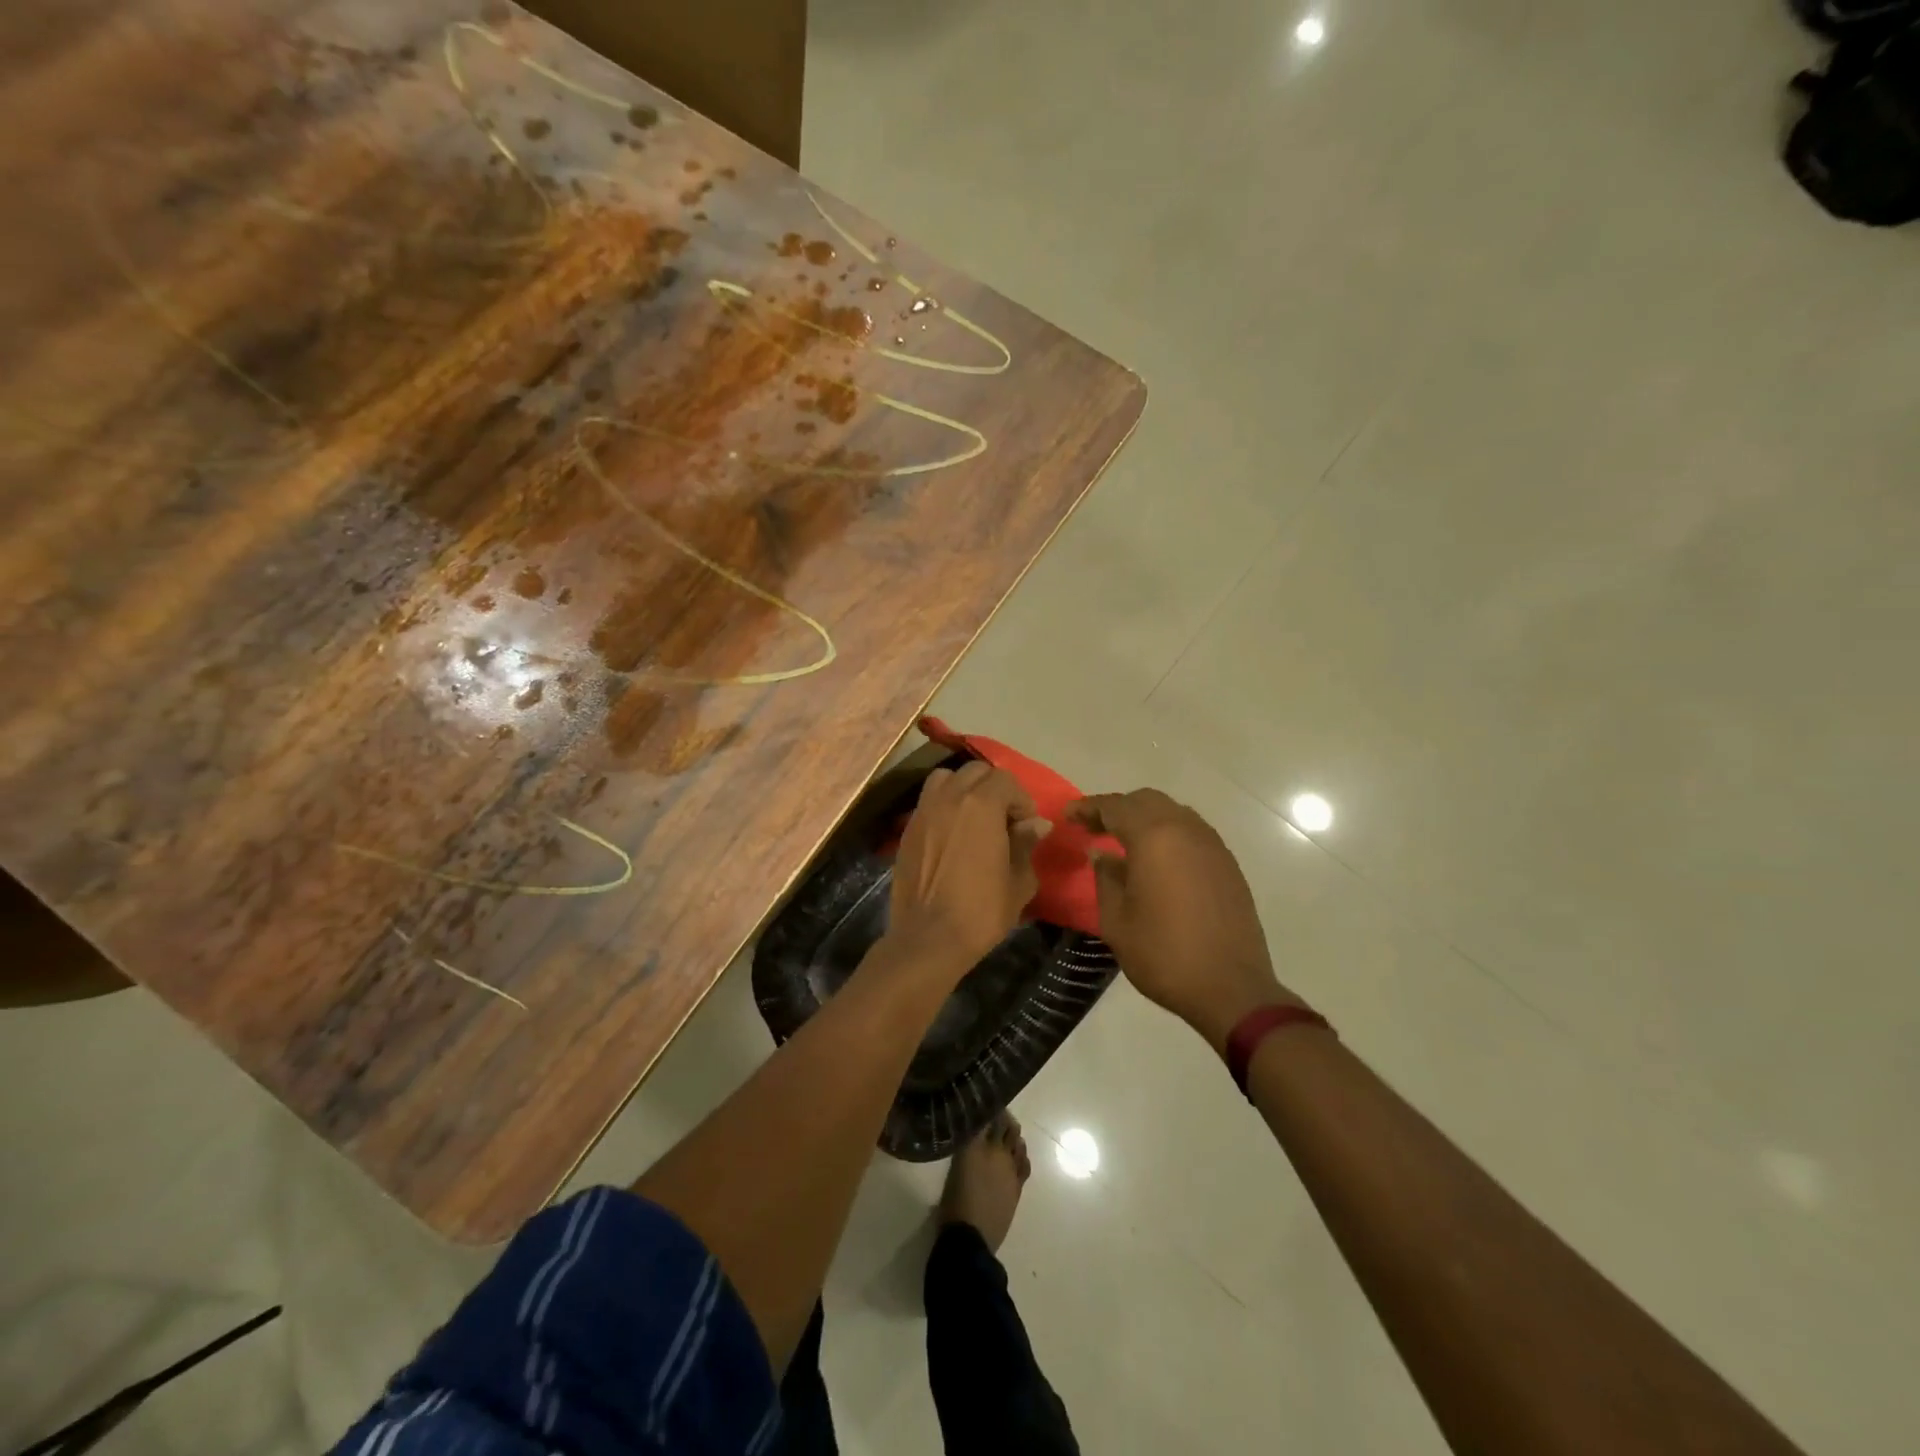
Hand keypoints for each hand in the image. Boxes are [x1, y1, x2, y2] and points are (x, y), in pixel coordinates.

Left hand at [889, 761, 1049, 976]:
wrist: (928, 938)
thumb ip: (1026, 844)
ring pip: (946, 778)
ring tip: (974, 817)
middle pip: (976, 772)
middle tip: (1004, 819)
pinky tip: (951, 833)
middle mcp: (950, 797)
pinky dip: (944, 805)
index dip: (1021, 799)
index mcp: (981, 805)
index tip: (1027, 826)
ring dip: (964, 789)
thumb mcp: (1018, 881)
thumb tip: (1037, 823)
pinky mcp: (908, 829)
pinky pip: (928, 800)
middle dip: (995, 788)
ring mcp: (924, 811)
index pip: (1006, 780)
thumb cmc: (981, 911)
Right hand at [1066, 789, 1297, 1051]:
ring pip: (1173, 813)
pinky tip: (1157, 860)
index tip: (1068, 816)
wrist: (1231, 988)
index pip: (1115, 807)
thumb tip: (1101, 854)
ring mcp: (1212, 846)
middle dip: (1117, 808)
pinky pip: (1192, 833)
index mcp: (1154, 838)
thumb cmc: (1164, 955)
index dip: (1088, 808)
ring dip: (1145, 818)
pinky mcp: (1228, 865)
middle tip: (1093, 828)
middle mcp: (1186, 831)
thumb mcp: (1117, 921)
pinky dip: (1168, 834)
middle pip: (1146, 801)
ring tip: (1123, 841)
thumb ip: (1106, 878)